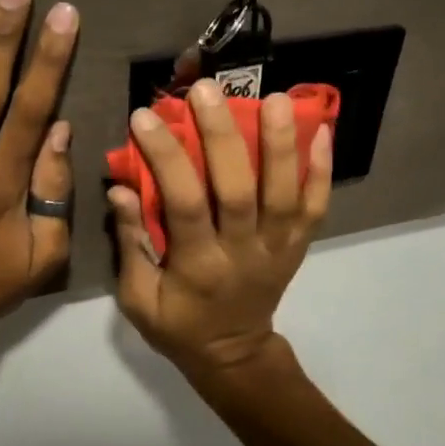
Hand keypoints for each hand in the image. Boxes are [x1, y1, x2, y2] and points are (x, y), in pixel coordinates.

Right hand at [109, 80, 331, 379]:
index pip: (184, 203)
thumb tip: (120, 188)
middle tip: (207, 90)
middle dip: (223, 136)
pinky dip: (322, 170)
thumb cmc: (178, 326)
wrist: (233, 355)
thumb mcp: (138, 299)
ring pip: (285, 193)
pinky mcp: (298, 246)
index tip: (145, 117)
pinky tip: (323, 131)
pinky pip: (316, 208)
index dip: (166, 157)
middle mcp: (243, 252)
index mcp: (199, 266)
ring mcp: (278, 248)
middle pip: (239, 189)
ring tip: (275, 98)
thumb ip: (132, 243)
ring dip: (282, 144)